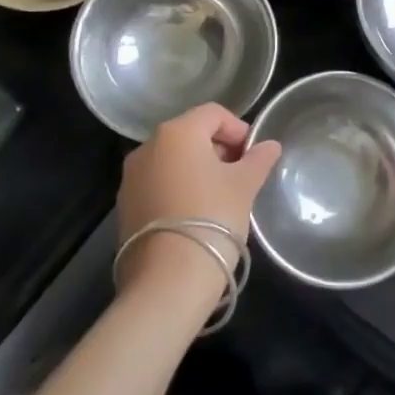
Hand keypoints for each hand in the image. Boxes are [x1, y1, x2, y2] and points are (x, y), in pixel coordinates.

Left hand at [116, 104, 281, 294]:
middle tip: (241, 175)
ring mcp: (130, 178)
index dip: (238, 129)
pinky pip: (158, 184)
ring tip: (220, 197)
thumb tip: (270, 145)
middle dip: (219, 149)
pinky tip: (196, 214)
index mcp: (177, 132)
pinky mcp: (124, 207)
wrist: (168, 281)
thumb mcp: (245, 185)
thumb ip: (258, 159)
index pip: (214, 114)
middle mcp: (147, 147)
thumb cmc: (213, 217)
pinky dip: (179, 189)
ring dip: (198, 169)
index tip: (254, 155)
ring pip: (173, 160)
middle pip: (191, 134)